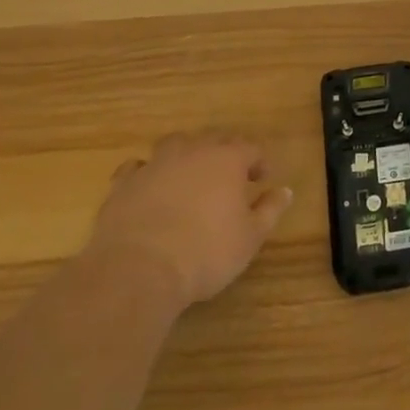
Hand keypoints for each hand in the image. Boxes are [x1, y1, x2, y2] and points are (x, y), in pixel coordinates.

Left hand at [87, 134, 292, 307]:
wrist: (138, 270)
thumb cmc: (205, 252)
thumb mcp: (250, 237)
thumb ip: (269, 210)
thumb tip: (285, 191)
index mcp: (227, 159)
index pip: (250, 148)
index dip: (259, 161)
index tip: (263, 179)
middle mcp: (192, 152)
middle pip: (213, 140)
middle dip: (224, 154)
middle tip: (229, 177)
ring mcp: (155, 164)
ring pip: (174, 145)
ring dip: (185, 155)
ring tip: (189, 177)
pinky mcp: (124, 184)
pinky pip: (137, 168)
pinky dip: (147, 174)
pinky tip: (149, 189)